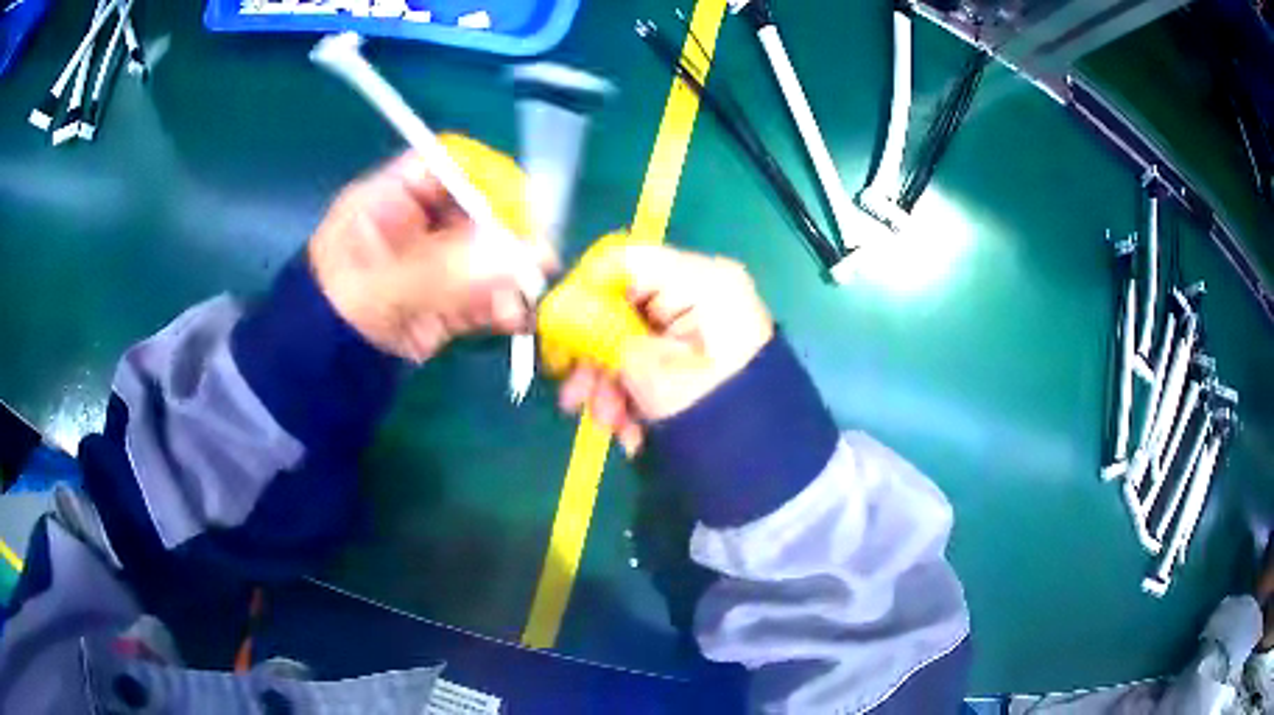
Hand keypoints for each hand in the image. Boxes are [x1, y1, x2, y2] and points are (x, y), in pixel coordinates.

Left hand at [308, 139, 555, 363]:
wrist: (319, 377)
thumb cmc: (329, 318)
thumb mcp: (377, 288)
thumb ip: (443, 271)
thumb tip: (513, 257)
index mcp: (389, 199)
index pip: (447, 165)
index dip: (485, 176)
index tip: (517, 205)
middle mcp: (416, 222)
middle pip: (477, 207)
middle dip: (509, 232)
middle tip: (537, 258)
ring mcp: (434, 260)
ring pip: (486, 252)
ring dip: (511, 273)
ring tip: (525, 298)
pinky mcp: (446, 297)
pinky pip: (484, 291)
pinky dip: (503, 304)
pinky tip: (514, 320)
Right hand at [556, 245, 773, 454]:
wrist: (767, 460)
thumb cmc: (711, 408)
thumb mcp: (648, 369)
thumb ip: (598, 332)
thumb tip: (557, 311)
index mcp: (700, 279)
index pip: (623, 260)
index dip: (581, 292)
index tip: (556, 333)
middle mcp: (702, 289)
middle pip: (625, 303)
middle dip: (594, 354)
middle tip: (573, 398)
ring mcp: (702, 319)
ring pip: (634, 335)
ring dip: (611, 381)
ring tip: (607, 425)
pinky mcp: (700, 347)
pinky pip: (653, 355)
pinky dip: (635, 389)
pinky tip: (630, 428)